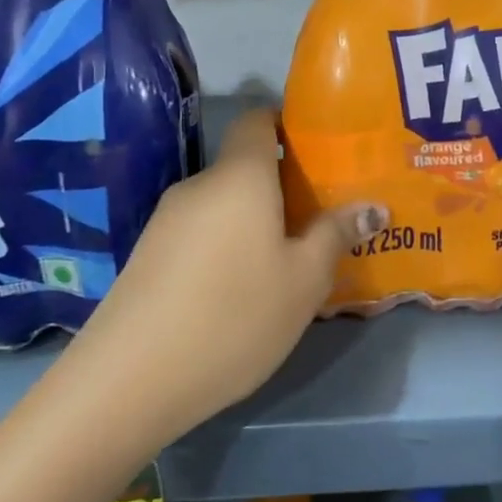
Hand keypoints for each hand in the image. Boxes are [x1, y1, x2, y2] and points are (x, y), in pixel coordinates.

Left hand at [76, 109, 384, 437]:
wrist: (128, 381)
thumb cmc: (235, 315)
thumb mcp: (304, 280)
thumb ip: (337, 235)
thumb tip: (373, 206)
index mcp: (240, 177)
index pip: (257, 120)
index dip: (287, 126)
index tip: (319, 154)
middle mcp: (199, 186)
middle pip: (245, 168)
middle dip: (282, 187)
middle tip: (319, 221)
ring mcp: (166, 222)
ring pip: (223, 206)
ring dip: (254, 222)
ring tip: (285, 263)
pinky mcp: (147, 256)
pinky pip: (200, 233)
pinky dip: (225, 246)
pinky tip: (239, 292)